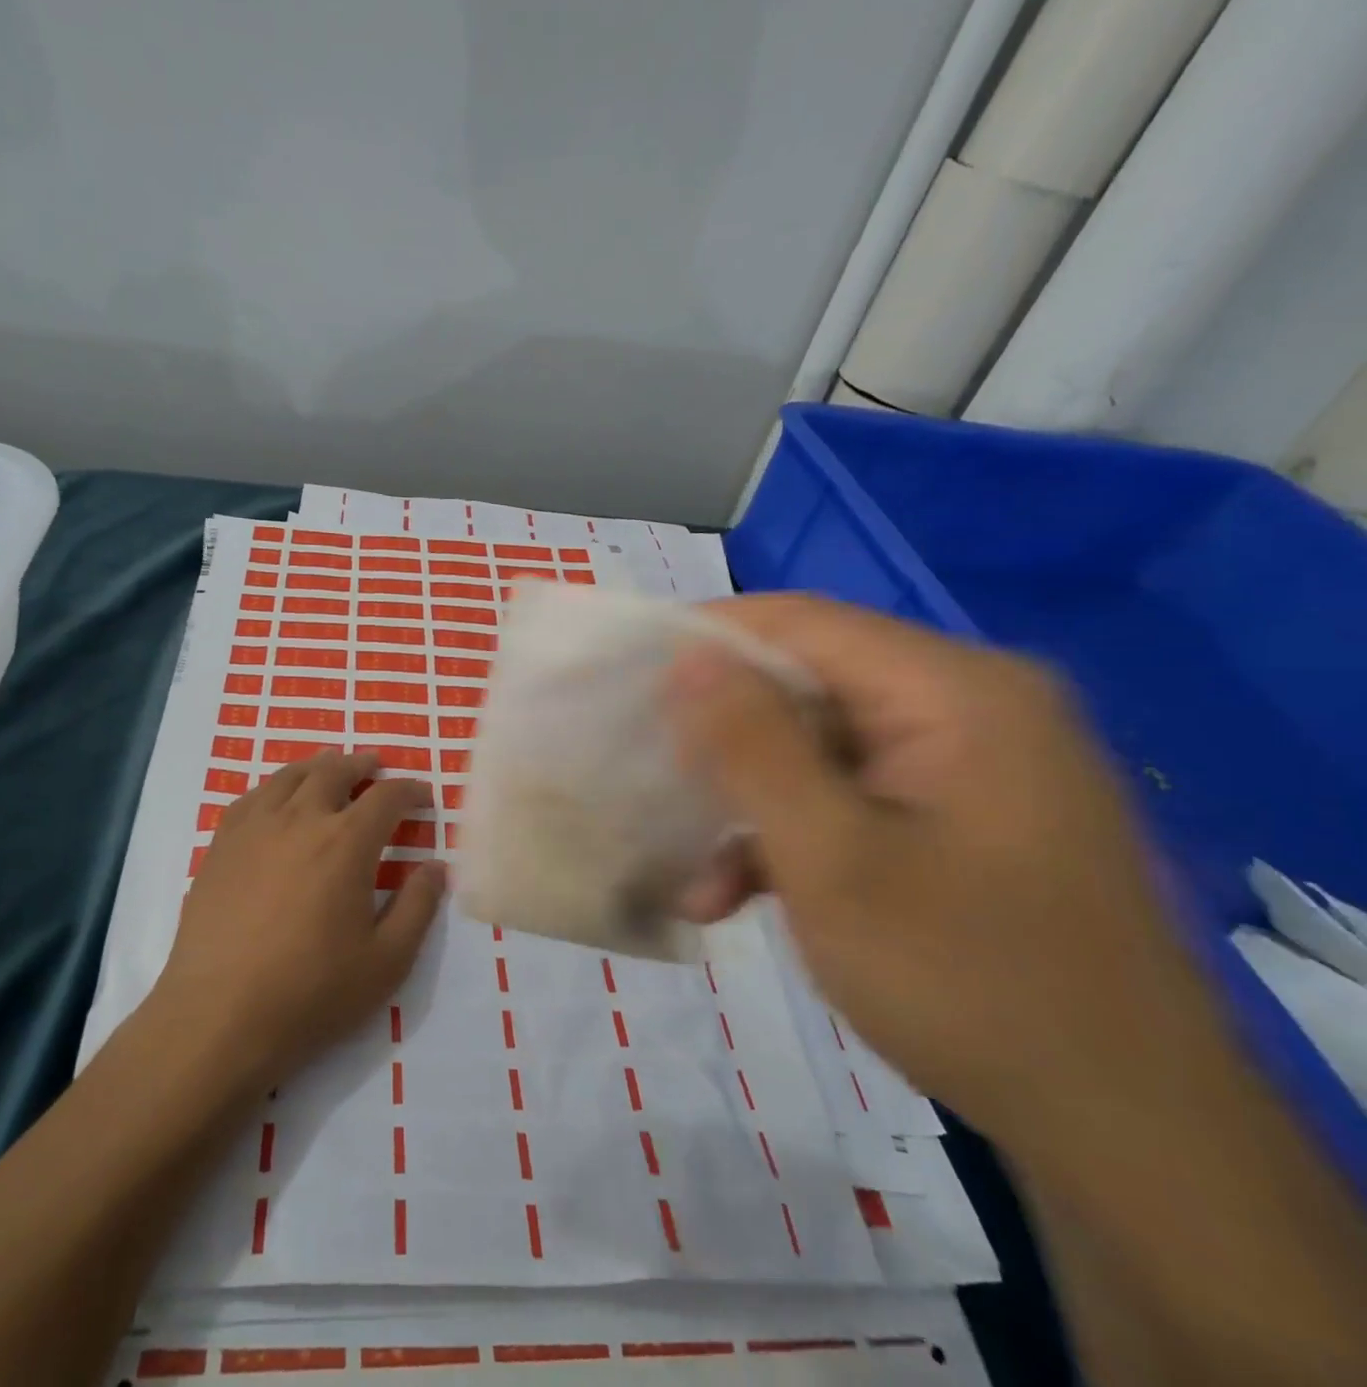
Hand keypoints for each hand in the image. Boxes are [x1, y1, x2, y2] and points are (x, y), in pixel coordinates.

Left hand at [152, 751, 445, 1093]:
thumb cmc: (312, 993)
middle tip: (376, 767)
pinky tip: (276, 799)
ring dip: (318, 767)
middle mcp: (300, 819)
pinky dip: (275, 787)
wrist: (219, 1017)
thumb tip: (435, 865)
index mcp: (346, 842)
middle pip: (335, 771)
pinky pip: (252, 797)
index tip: (424, 796)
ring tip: (330, 769)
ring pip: (290, 776)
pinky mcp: (221, 845)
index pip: (387, 797)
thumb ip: (418, 907)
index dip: (411, 790)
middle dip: (362, 765)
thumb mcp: (387, 961)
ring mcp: (254, 828)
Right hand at [665, 595, 1216, 1146]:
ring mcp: (971, 764)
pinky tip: (740, 896)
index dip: (708, 642)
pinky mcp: (963, 815)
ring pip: (821, 749)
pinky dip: (795, 836)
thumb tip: (689, 657)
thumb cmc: (965, 980)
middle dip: (725, 742)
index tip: (630, 683)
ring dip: (752, 805)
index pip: (802, 623)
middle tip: (655, 786)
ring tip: (694, 877)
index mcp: (956, 691)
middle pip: (809, 686)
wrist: (1126, 1132)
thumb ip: (752, 745)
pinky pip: (854, 796)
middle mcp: (971, 707)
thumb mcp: (829, 856)